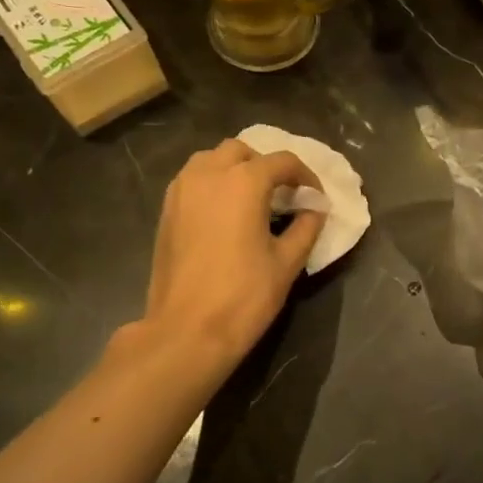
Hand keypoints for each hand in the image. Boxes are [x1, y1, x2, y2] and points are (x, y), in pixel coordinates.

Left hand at [136, 139, 324, 378]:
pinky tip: (225, 214)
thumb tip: (314, 210)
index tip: (316, 199)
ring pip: (211, 160)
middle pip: (242, 151)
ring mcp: (181, 191)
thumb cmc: (244, 296)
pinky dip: (213, 184)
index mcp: (244, 182)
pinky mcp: (166, 211)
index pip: (283, 162)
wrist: (187, 330)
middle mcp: (209, 175)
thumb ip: (305, 228)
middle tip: (283, 195)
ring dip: (236, 169)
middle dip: (266, 166)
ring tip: (252, 199)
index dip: (306, 177)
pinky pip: (193, 180)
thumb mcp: (287, 262)